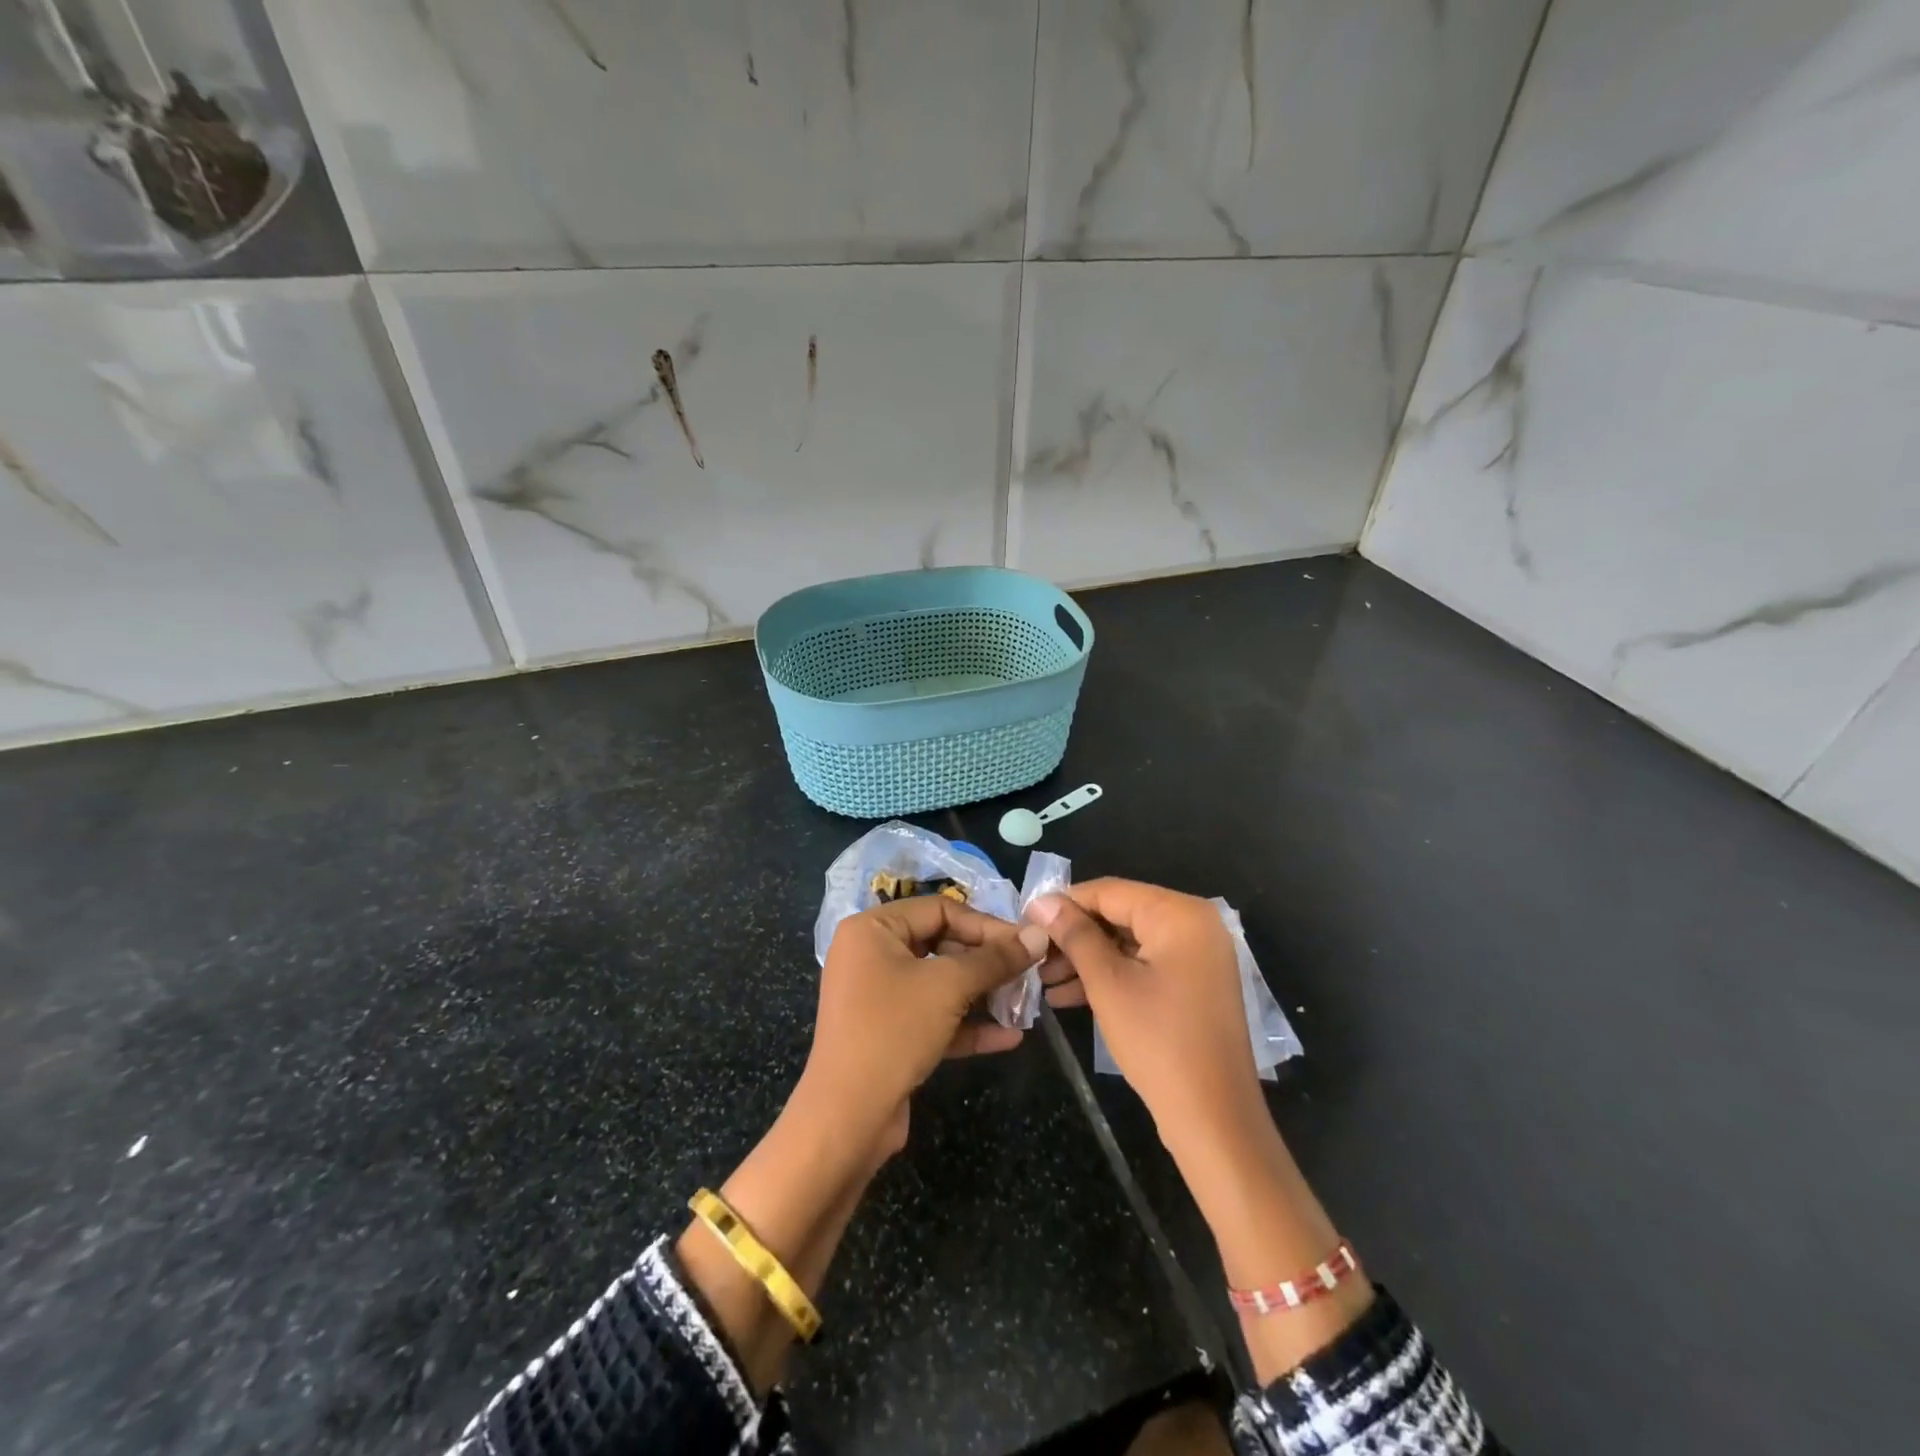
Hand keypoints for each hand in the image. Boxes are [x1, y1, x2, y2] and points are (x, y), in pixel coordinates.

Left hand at [798, 897, 1048, 1160]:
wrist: (847, 1119)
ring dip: (982, 994)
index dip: (985, 924)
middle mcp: (871, 955)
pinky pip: (933, 1018)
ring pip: (940, 984)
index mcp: (872, 929)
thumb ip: (995, 959)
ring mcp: (878, 997)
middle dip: (986, 962)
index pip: (939, 909)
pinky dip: (967, 1025)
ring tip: (1024, 1004)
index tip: (1024, 943)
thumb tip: (1037, 935)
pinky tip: (1009, 1037)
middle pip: (941, 944)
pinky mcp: (889, 1034)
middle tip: (1027, 973)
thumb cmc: (893, 1031)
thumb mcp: (948, 987)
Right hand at [1028, 880, 1267, 1165]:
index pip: (1109, 891)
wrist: (1214, 1120)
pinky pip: (1145, 966)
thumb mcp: (1107, 983)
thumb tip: (1042, 900)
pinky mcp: (1195, 985)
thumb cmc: (1158, 1042)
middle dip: (1073, 937)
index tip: (1025, 919)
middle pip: (1120, 915)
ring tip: (1042, 981)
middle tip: (1033, 956)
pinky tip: (1068, 997)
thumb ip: (1074, 934)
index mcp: (1180, 914)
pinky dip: (1110, 977)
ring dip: (1086, 960)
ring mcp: (1198, 957)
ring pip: (1129, 943)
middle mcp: (1195, 925)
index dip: (1064, 903)